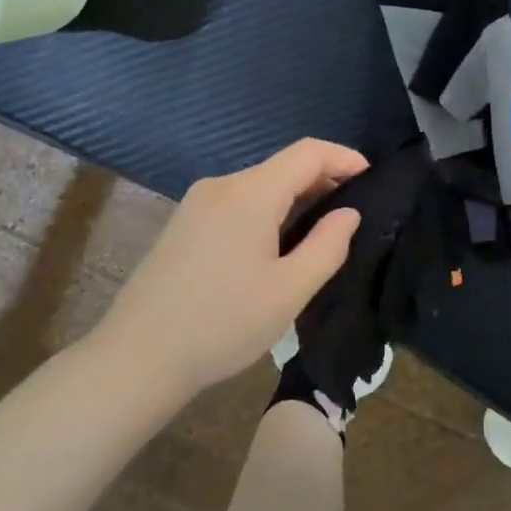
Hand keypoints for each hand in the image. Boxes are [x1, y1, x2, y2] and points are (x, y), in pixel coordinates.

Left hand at [93, 139, 367, 395]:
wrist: (137, 358)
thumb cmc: (222, 324)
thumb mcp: (289, 291)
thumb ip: (328, 245)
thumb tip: (348, 213)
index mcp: (250, 193)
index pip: (307, 152)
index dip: (344, 157)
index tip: (373, 177)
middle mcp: (221, 186)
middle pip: (282, 166)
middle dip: (323, 179)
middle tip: (353, 212)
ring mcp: (196, 203)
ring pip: (259, 185)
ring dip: (295, 197)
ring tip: (321, 231)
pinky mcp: (183, 224)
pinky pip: (238, 202)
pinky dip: (268, 210)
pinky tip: (277, 243)